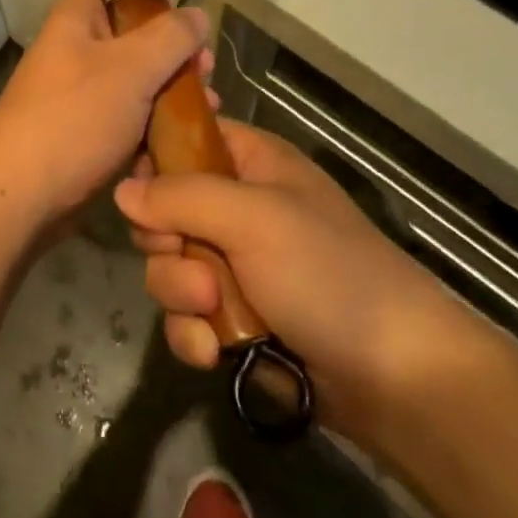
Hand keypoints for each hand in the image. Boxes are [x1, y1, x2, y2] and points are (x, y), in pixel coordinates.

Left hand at [0, 0, 209, 225]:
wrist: (21, 194)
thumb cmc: (75, 117)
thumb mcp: (131, 68)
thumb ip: (171, 37)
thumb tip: (199, 14)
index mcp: (77, 18)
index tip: (189, 22)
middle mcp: (76, 48)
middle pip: (134, 36)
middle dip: (175, 54)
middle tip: (206, 72)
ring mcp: (80, 92)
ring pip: (136, 80)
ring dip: (171, 92)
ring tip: (209, 108)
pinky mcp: (86, 131)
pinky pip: (128, 117)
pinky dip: (154, 124)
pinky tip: (183, 138)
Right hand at [116, 121, 485, 439]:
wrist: (396, 377)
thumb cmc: (327, 273)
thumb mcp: (253, 218)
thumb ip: (181, 196)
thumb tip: (122, 190)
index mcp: (252, 163)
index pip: (185, 140)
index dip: (156, 163)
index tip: (142, 195)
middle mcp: (240, 208)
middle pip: (166, 210)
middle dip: (168, 245)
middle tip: (187, 259)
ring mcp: (238, 266)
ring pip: (170, 267)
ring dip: (181, 295)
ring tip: (213, 315)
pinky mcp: (236, 319)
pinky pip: (187, 315)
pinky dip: (193, 334)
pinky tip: (213, 353)